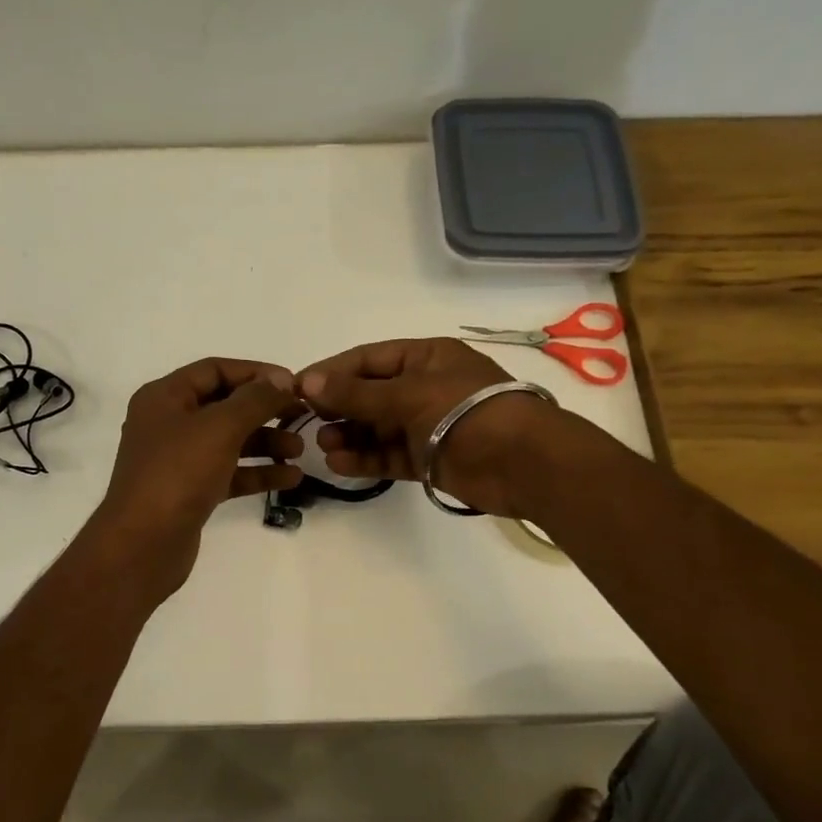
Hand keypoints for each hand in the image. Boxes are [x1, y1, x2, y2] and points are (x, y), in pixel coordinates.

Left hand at [92, 358, 304, 595]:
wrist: (143, 545)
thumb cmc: (178, 474)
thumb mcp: (220, 427)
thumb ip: (255, 399)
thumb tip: (281, 378)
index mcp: (164, 397)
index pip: (215, 370)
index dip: (255, 372)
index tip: (293, 383)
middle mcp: (168, 423)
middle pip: (224, 405)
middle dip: (264, 410)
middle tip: (302, 416)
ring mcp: (178, 460)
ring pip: (229, 441)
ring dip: (265, 441)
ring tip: (300, 450)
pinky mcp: (190, 491)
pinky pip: (229, 472)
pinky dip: (257, 472)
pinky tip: (290, 477)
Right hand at [296, 338, 558, 516]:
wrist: (524, 464)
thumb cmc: (467, 412)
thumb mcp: (408, 395)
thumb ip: (356, 393)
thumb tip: (307, 382)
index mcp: (425, 358)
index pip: (368, 359)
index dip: (332, 372)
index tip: (296, 388)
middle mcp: (423, 387)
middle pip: (369, 394)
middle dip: (338, 407)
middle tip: (306, 421)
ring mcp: (426, 424)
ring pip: (376, 427)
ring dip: (348, 435)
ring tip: (324, 445)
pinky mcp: (428, 458)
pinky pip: (388, 455)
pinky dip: (365, 459)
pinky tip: (339, 463)